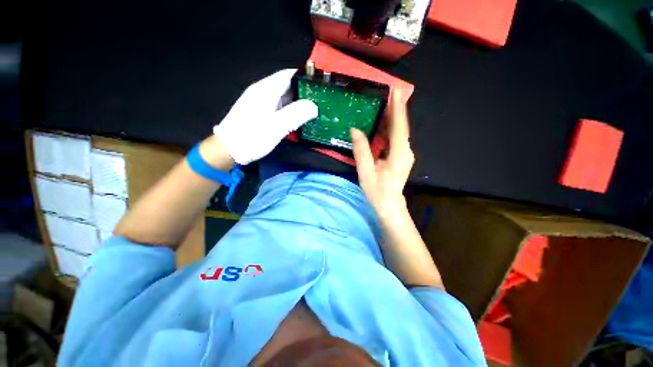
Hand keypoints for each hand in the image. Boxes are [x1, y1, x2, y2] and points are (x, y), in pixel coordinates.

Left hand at [213, 69, 317, 164]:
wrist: (228, 149)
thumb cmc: (252, 136)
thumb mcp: (277, 126)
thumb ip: (296, 114)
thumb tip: (314, 106)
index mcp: (266, 90)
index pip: (288, 75)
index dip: (304, 78)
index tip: (318, 87)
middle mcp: (262, 91)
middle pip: (286, 85)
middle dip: (303, 92)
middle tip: (318, 102)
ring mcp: (259, 102)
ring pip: (282, 97)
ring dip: (296, 102)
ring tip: (311, 111)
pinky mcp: (258, 112)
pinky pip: (277, 106)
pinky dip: (288, 110)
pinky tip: (295, 119)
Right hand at [351, 90, 414, 218]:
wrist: (389, 204)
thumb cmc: (377, 191)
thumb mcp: (366, 171)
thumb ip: (361, 150)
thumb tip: (355, 130)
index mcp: (398, 154)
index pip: (399, 127)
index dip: (397, 108)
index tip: (396, 91)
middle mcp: (406, 151)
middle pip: (401, 127)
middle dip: (396, 109)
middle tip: (389, 93)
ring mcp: (405, 154)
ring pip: (400, 132)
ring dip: (393, 118)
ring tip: (385, 104)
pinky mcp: (402, 157)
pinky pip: (397, 138)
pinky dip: (391, 128)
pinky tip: (384, 123)